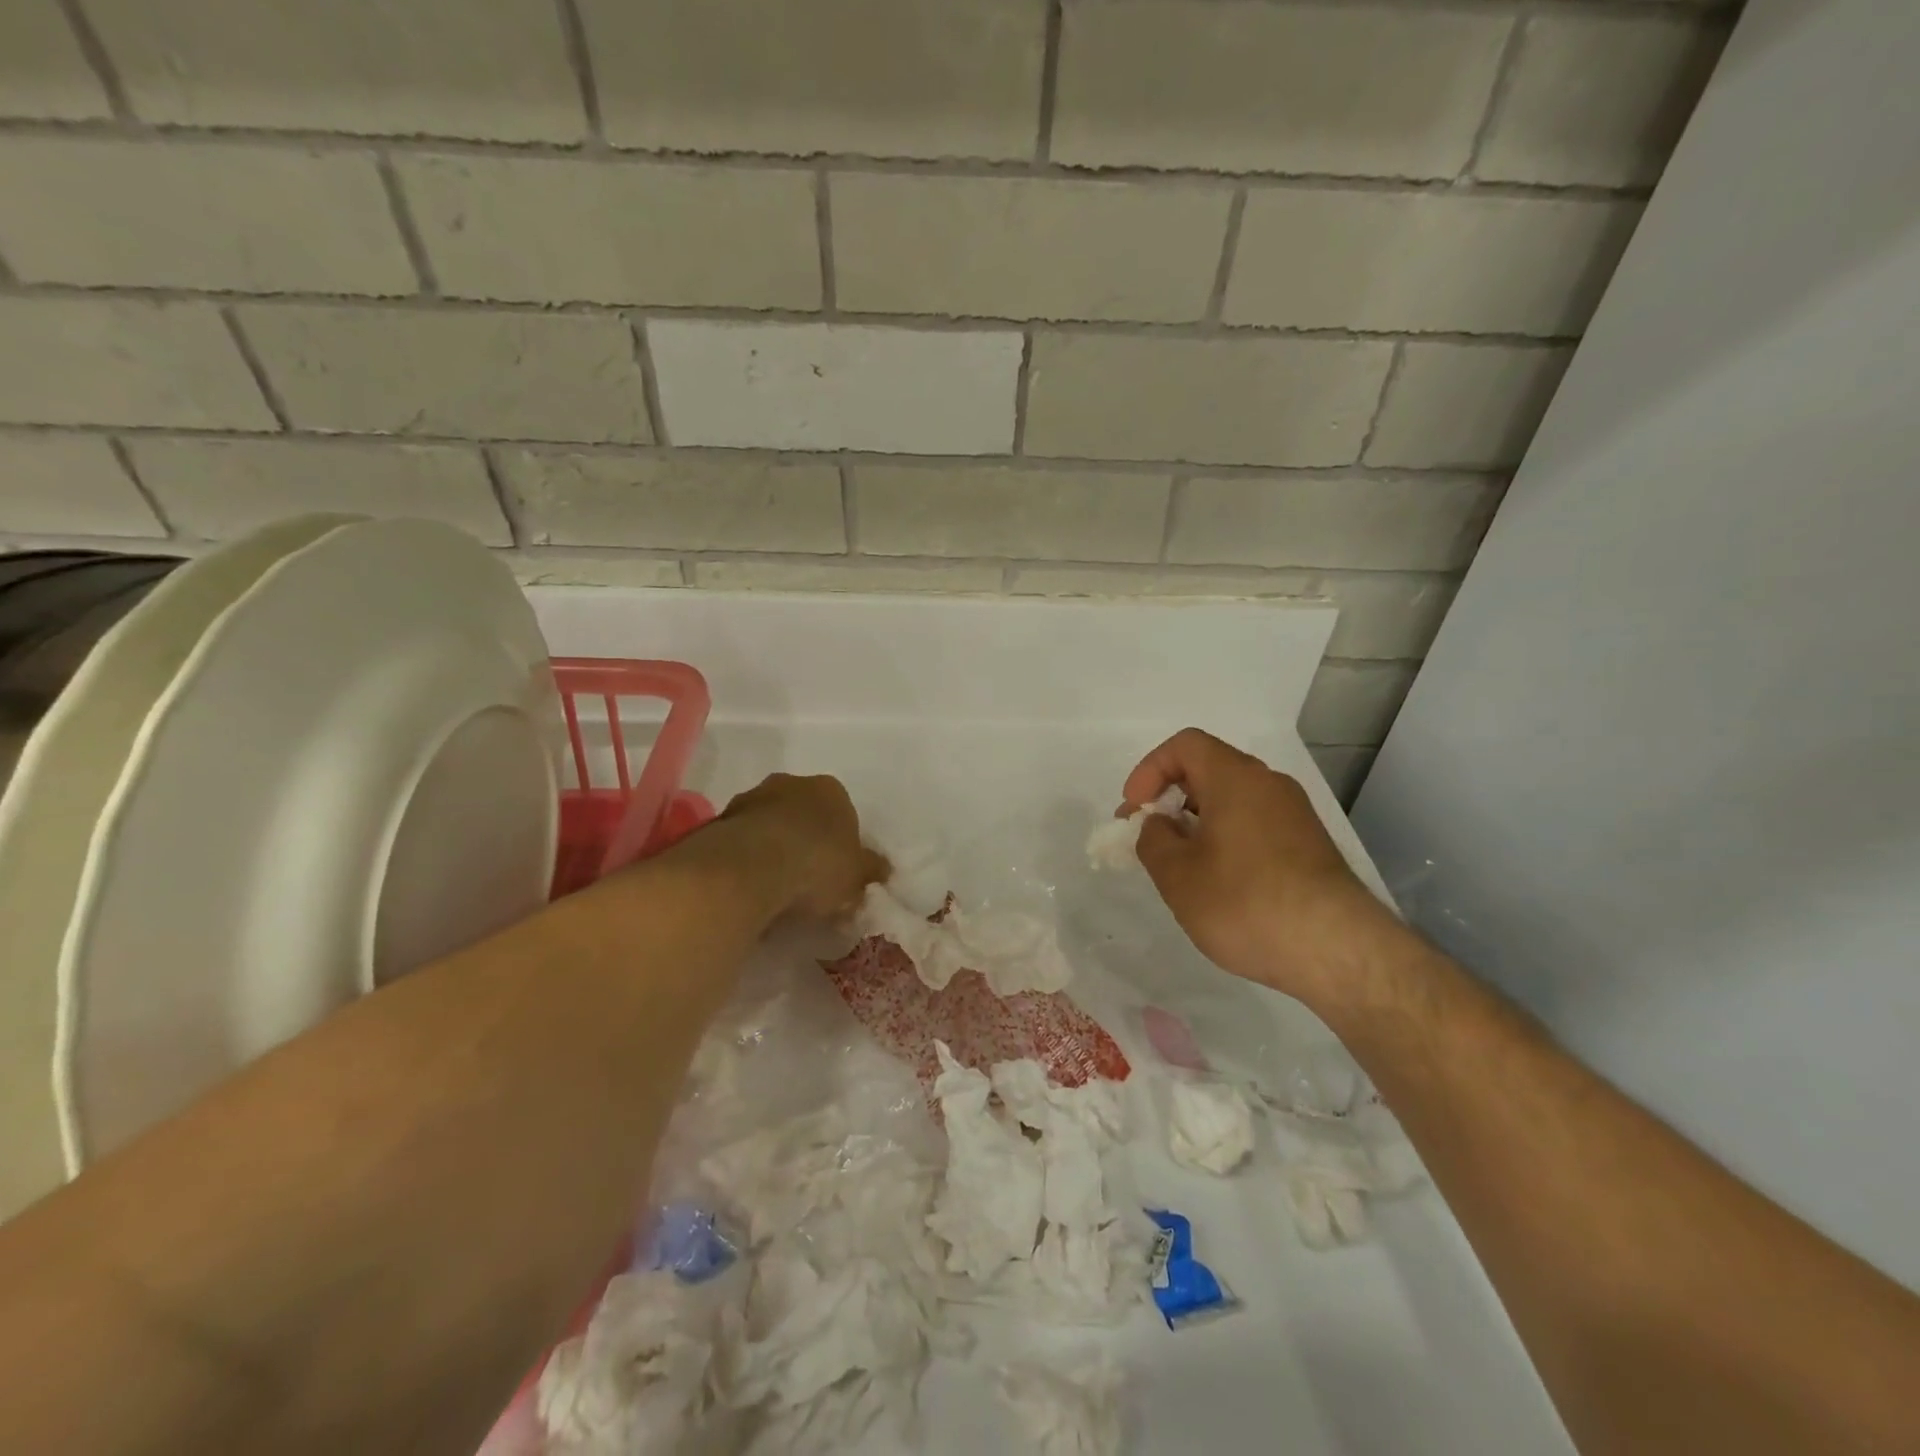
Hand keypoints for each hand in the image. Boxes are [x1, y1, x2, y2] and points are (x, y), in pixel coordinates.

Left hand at [719, 773, 888, 920]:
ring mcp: (751, 799)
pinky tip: (749, 888)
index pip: (842, 812)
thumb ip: (870, 872)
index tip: (837, 872)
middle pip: (803, 814)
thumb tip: (882, 870)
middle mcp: (791, 783)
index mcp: (831, 790)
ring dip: (772, 848)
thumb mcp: (857, 877)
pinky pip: (741, 842)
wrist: (750, 870)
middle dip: (805, 840)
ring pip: (769, 825)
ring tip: (775, 890)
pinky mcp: (720, 821)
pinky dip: (746, 860)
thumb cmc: (817, 865)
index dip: (841, 843)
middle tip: (807, 880)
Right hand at [1122, 728, 1404, 1009]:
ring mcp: (1295, 815)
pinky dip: (1226, 837)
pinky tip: (1219, 881)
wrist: (1336, 950)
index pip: (1185, 745)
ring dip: (1197, 821)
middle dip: (1170, 797)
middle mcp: (1269, 785)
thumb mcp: (1177, 874)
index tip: (1135, 810)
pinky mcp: (1309, 845)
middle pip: (1209, 770)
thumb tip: (1159, 825)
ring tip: (1180, 864)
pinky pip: (1255, 823)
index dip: (1150, 770)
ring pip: (1233, 800)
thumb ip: (1153, 839)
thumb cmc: (1245, 903)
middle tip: (1148, 836)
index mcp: (1236, 778)